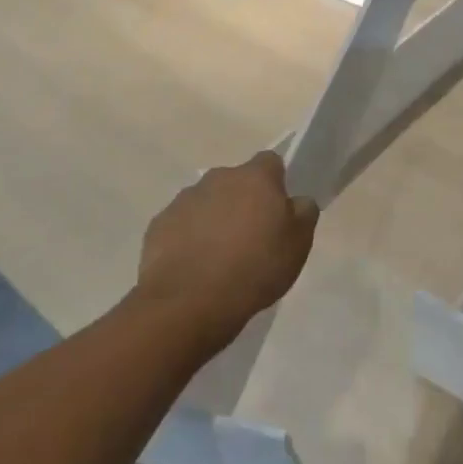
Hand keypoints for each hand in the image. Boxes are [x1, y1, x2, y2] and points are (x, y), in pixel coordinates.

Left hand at [136, 151, 319, 351]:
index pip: (270, 162)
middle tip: (251, 237)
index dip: (276, 183)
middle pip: (236, 182)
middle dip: (243, 202)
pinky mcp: (159, 224)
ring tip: (220, 257)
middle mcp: (218, 178)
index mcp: (255, 178)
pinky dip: (189, 238)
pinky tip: (195, 267)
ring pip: (207, 202)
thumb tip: (297, 200)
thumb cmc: (255, 268)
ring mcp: (184, 200)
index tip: (278, 209)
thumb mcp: (298, 244)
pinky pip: (181, 224)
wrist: (190, 301)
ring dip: (215, 219)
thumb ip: (304, 213)